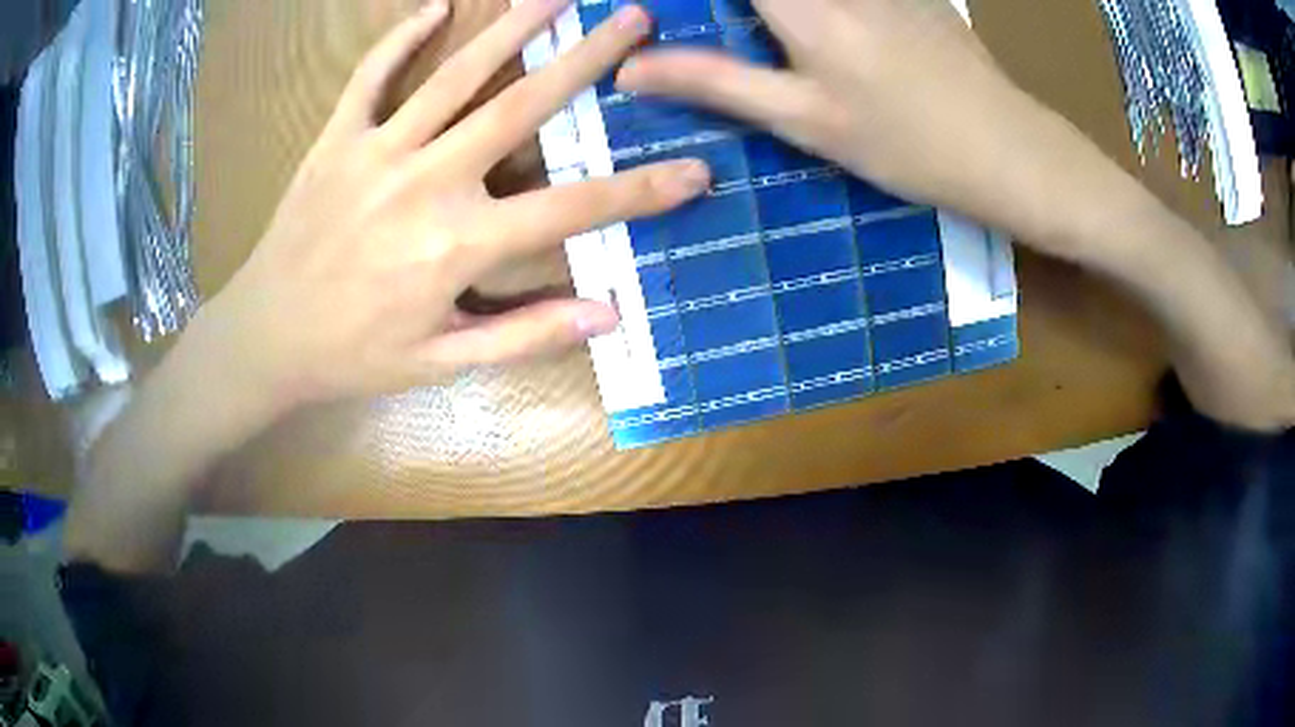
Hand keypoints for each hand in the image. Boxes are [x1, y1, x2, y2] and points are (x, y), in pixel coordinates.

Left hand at [197, 0, 709, 411]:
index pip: (571, 209)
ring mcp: (377, 152)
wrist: (265, 338)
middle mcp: (425, 184)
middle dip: (587, 59)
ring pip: (455, 75)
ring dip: (511, 28)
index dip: (640, 192)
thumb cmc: (353, 356)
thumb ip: (525, 334)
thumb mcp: (442, 362)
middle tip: (633, 19)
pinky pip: (372, 77)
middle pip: (521, 106)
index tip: (696, 170)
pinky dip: (401, 39)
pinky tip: (434, 8)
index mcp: (457, 245)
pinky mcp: (336, 140)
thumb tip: (607, 315)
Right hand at [617, 0, 1112, 259]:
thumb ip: (714, 83)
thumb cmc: (905, 143)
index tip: (660, 14)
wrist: (1007, 148)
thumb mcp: (803, 120)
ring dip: (767, 12)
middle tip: (722, 35)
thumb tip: (632, 70)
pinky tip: (804, 30)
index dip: (685, 0)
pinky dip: (808, 8)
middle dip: (730, 9)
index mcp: (799, 2)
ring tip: (763, 38)